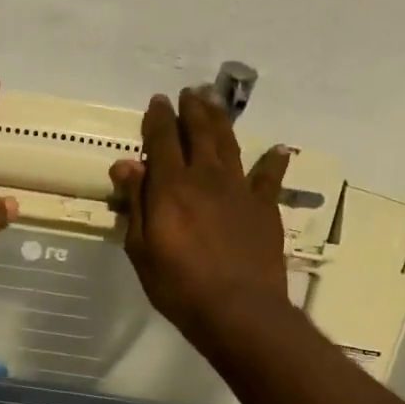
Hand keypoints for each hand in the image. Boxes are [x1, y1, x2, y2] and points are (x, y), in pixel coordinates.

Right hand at [109, 86, 295, 350]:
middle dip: (192, 110)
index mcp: (172, 186)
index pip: (163, 140)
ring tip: (215, 103)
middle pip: (200, 133)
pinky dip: (272, 162)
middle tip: (189, 92)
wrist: (239, 310)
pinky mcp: (264, 208)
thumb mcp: (142, 249)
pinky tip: (277, 150)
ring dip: (221, 121)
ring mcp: (240, 190)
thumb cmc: (179, 285)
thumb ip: (137, 203)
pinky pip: (269, 177)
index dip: (159, 118)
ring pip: (229, 145)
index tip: (157, 101)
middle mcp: (207, 178)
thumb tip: (127, 163)